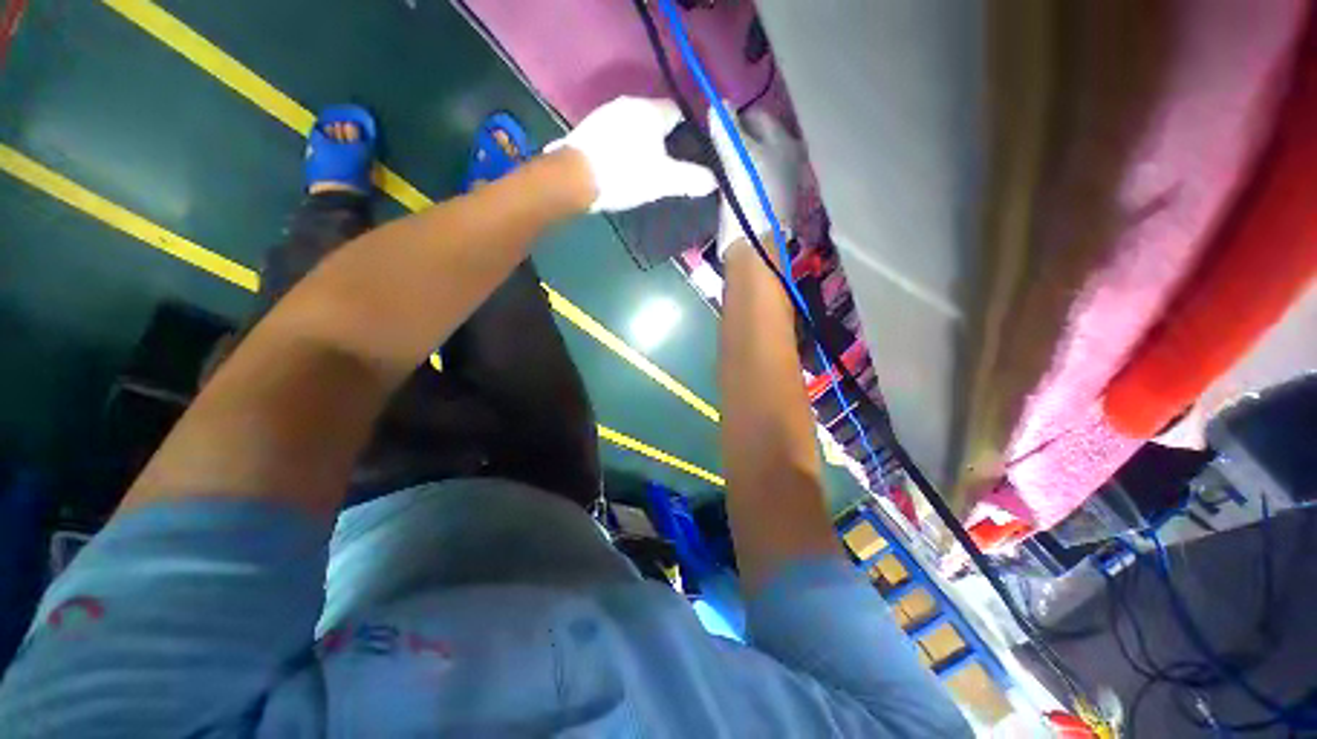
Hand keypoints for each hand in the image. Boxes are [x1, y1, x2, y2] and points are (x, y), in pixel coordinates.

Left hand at [546, 97, 716, 212]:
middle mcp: (628, 104)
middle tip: (670, 164)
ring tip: (646, 167)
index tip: (691, 151)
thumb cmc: (624, 175)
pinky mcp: (589, 129)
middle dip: (664, 137)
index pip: (678, 111)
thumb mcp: (663, 181)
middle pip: (655, 118)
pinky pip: (616, 134)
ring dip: (642, 142)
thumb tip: (714, 181)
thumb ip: (690, 179)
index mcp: (650, 111)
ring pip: (634, 125)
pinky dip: (624, 146)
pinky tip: (622, 165)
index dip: (688, 130)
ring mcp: (605, 114)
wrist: (574, 179)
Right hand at [709, 106, 803, 256]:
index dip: (734, 119)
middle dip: (738, 141)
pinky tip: (730, 187)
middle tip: (716, 150)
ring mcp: (783, 182)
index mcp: (784, 140)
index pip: (757, 116)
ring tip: (720, 169)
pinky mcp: (773, 203)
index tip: (715, 130)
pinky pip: (755, 181)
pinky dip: (743, 180)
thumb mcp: (735, 153)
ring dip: (739, 162)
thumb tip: (718, 104)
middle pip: (758, 140)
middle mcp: (789, 157)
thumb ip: (726, 127)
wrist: (756, 238)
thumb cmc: (749, 190)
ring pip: (756, 161)